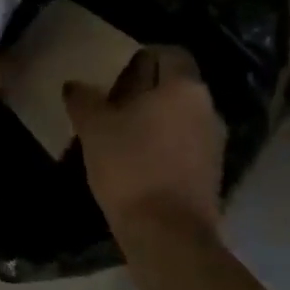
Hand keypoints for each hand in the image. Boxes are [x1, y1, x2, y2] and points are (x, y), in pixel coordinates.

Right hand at [64, 46, 224, 234]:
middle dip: (146, 89)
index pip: (170, 53)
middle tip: (112, 101)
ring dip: (155, 119)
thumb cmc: (131, 167)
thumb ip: (84, 99)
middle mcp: (207, 108)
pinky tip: (137, 161)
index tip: (117, 71)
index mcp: (184, 87)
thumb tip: (75, 85)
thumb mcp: (94, 128)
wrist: (168, 235)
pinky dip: (164, 145)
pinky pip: (186, 145)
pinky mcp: (212, 174)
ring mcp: (214, 143)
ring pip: (181, 116)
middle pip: (176, 85)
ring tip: (121, 133)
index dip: (143, 56)